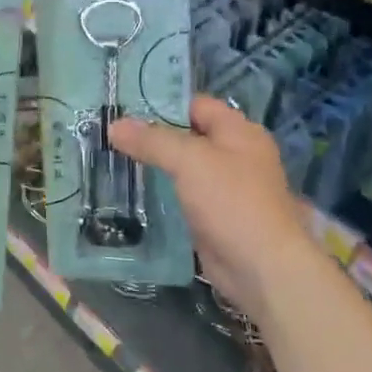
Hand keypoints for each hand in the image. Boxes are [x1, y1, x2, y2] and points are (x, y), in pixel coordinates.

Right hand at [110, 96, 317, 318]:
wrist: (261, 268)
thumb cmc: (231, 202)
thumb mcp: (189, 161)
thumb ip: (152, 140)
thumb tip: (114, 125)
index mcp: (239, 132)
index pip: (196, 105)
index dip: (162, 103)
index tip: (123, 107)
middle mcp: (235, 154)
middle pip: (188, 135)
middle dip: (152, 135)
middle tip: (110, 134)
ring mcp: (226, 188)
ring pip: (183, 167)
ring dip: (154, 165)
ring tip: (113, 159)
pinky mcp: (214, 216)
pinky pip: (182, 195)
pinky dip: (161, 193)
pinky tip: (132, 192)